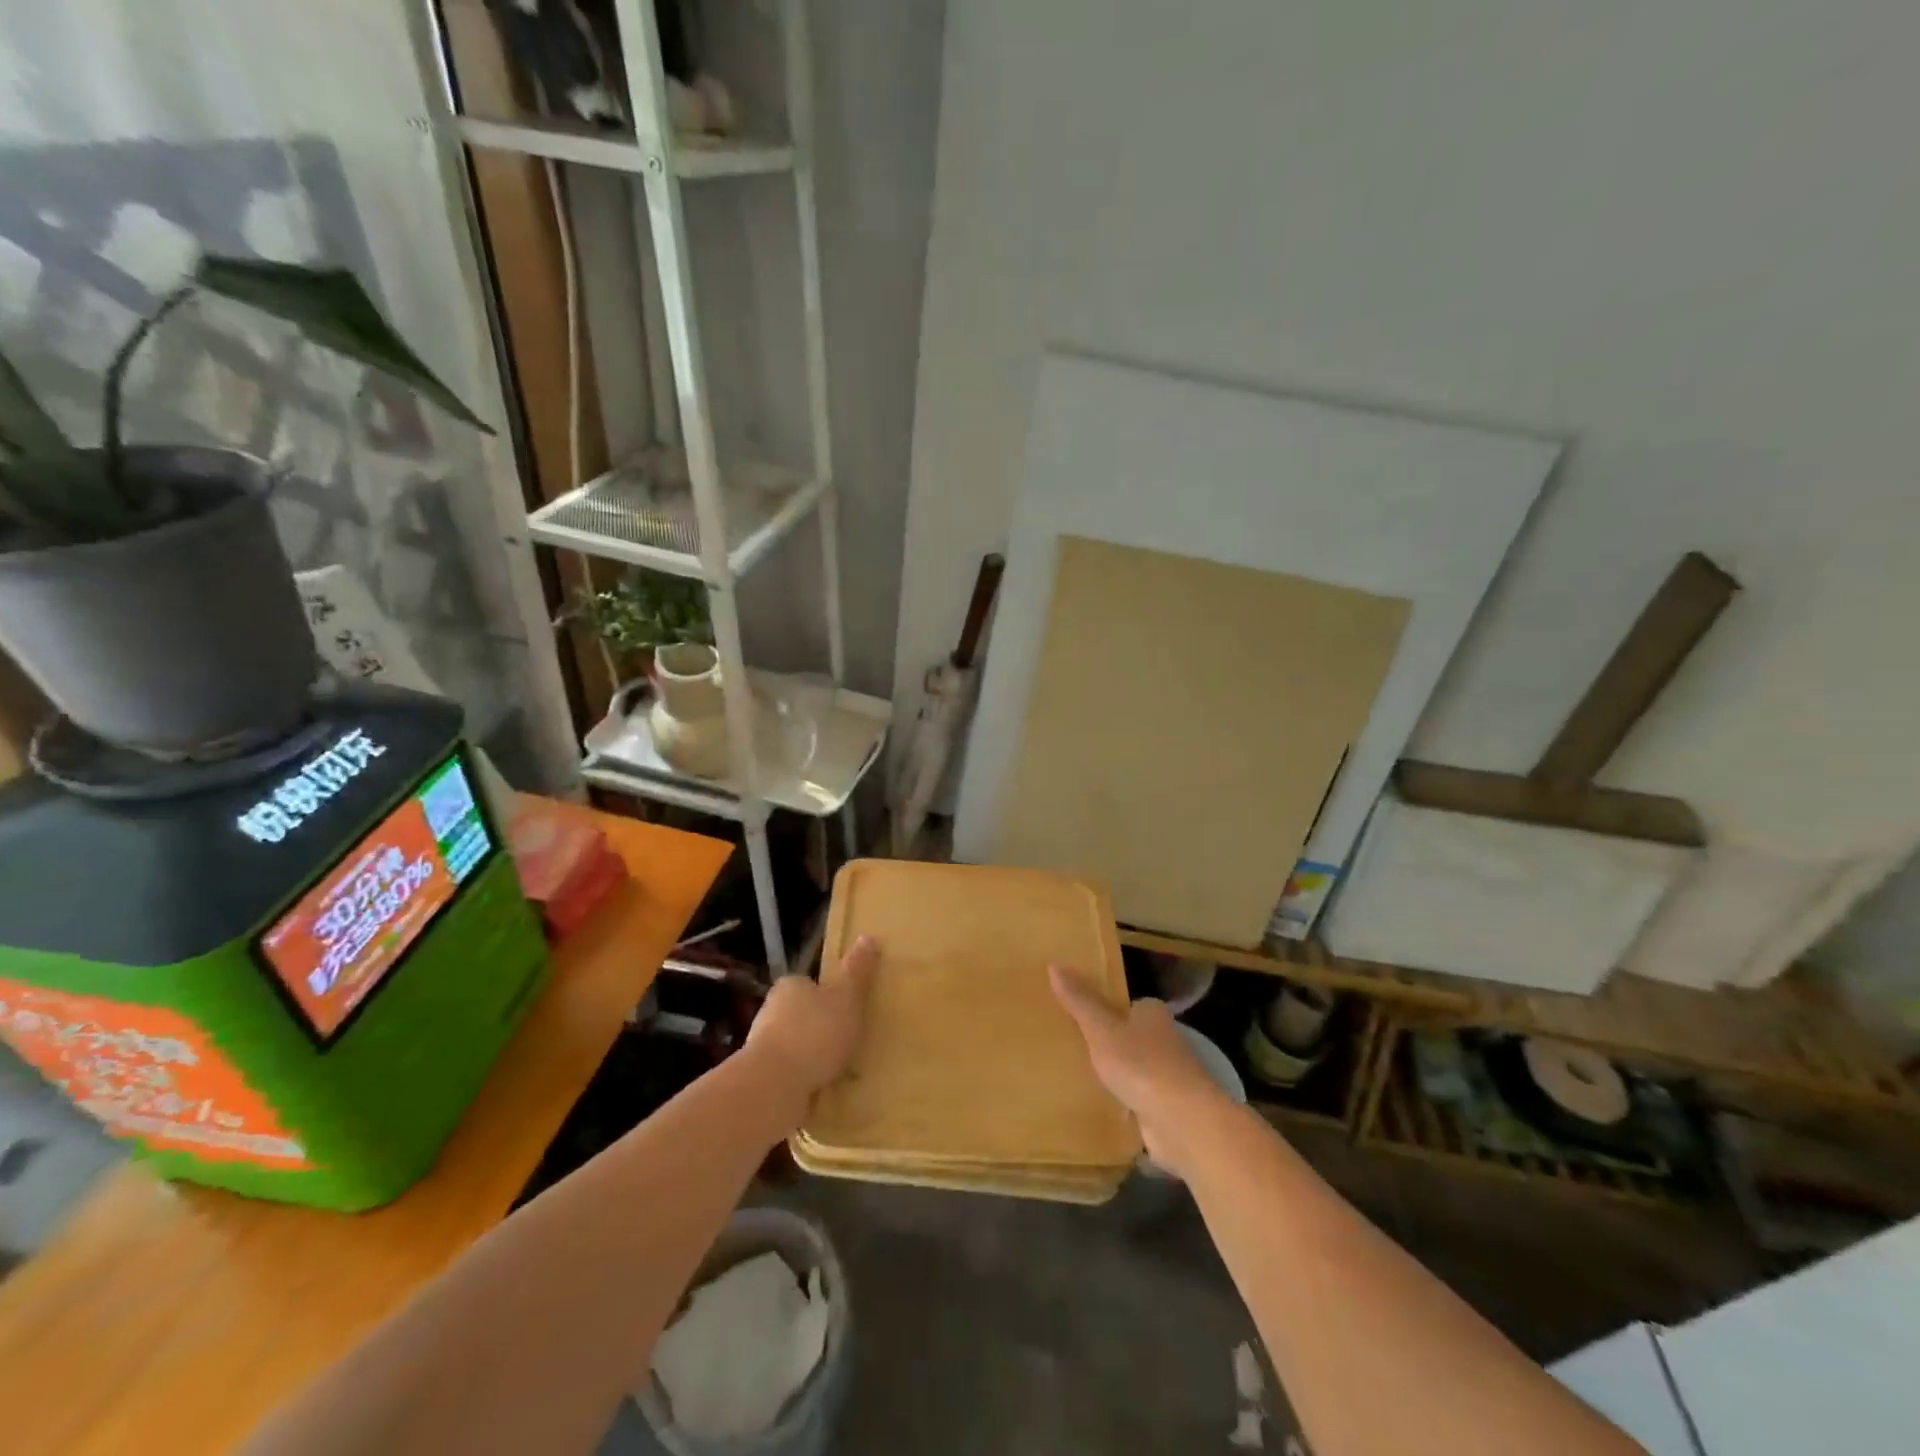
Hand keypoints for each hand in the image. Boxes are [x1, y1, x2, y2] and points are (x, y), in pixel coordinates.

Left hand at [746, 935, 877, 1097]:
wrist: (773, 1086)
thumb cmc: (814, 1033)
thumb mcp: (846, 996)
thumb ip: (857, 970)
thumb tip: (868, 936)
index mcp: (790, 985)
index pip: (810, 983)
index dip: (829, 994)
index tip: (848, 1009)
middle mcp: (770, 1010)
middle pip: (800, 1013)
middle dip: (820, 1026)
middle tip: (848, 1040)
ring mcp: (762, 1046)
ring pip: (794, 1045)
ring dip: (811, 1055)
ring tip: (838, 1069)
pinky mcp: (761, 1077)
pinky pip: (789, 1072)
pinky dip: (803, 1078)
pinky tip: (821, 1088)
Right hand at [1050, 964, 1231, 1178]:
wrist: (1183, 1122)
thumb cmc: (1141, 1064)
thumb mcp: (1101, 1028)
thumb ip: (1079, 1000)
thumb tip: (1054, 964)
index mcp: (1152, 1014)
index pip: (1127, 1005)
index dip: (1104, 1010)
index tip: (1077, 1017)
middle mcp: (1164, 1041)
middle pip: (1129, 1037)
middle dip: (1107, 1044)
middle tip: (1069, 1046)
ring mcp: (1167, 1077)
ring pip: (1132, 1070)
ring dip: (1114, 1076)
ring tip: (1075, 1077)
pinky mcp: (1165, 1109)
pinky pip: (1135, 1100)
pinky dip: (1120, 1103)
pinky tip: (1097, 1107)